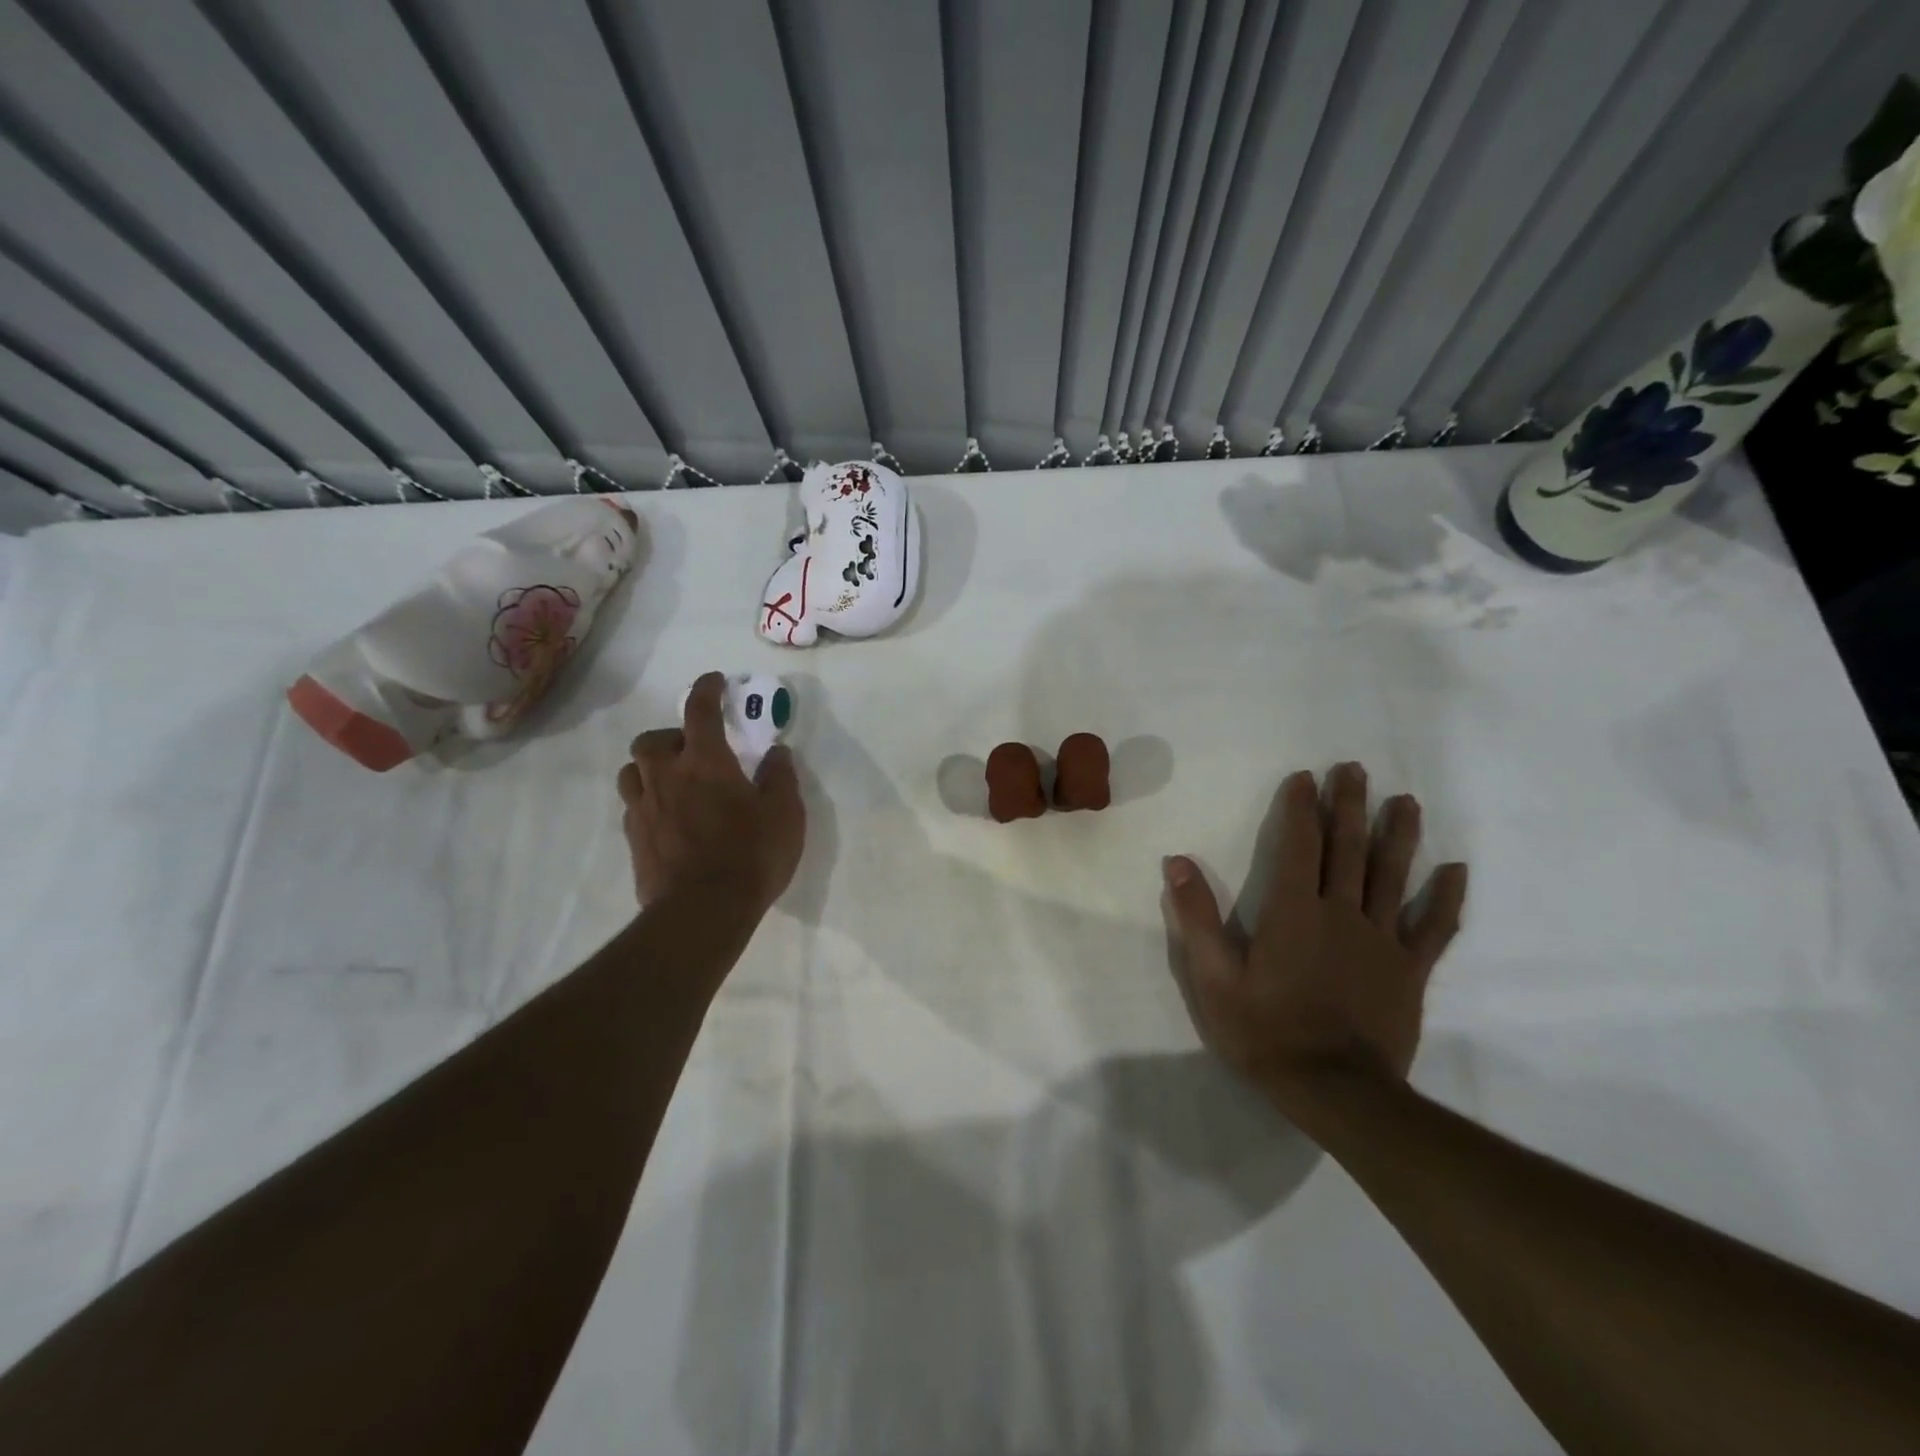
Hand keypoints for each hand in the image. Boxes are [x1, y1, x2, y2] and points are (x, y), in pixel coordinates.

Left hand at [616, 672, 805, 912]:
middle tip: (693, 751)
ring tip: (673, 781)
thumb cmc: (751, 855)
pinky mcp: (634, 840)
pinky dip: (648, 800)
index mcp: (705, 763)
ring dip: (650, 767)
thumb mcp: (785, 814)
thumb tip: (777, 753)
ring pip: (632, 771)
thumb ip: (781, 778)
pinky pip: (633, 806)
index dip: (706, 690)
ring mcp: (644, 809)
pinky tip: (667, 817)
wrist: (702, 912)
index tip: (713, 681)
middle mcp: (667, 777)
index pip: (700, 711)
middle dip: (670, 736)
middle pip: (651, 740)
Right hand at [1162, 763, 1467, 1111]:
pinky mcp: (1409, 970)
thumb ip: (1197, 918)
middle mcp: (1341, 913)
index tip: (1306, 776)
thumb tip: (1177, 862)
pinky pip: (1433, 927)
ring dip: (1399, 834)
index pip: (1299, 845)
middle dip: (1350, 805)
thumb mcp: (1213, 978)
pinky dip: (1446, 897)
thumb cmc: (1266, 1032)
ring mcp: (1381, 940)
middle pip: (1348, 848)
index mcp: (1293, 911)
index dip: (1301, 808)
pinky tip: (1456, 869)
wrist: (1336, 1092)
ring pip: (1393, 875)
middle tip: (1355, 769)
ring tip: (1405, 800)